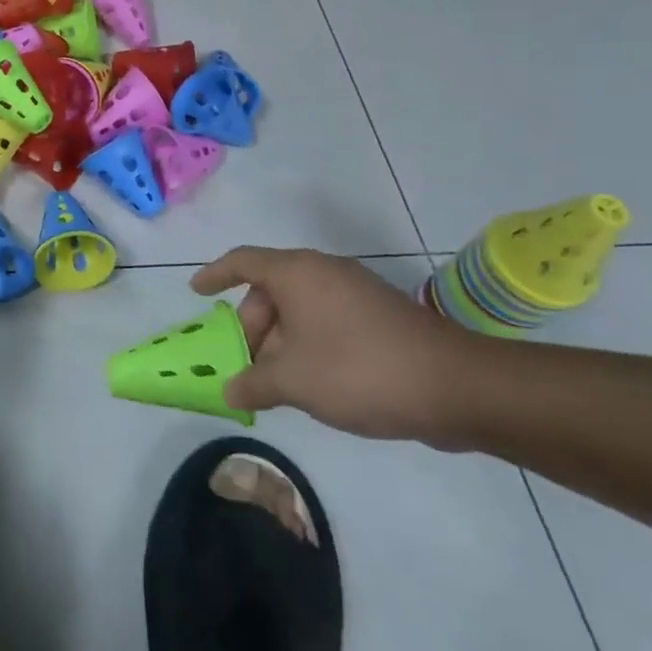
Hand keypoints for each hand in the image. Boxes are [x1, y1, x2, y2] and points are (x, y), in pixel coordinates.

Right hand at [190, 246, 473, 441]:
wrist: (455, 387)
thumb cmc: (359, 370)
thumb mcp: (294, 381)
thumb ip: (253, 382)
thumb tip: (230, 389)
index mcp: (297, 273)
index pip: (242, 261)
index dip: (215, 274)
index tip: (195, 292)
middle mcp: (324, 273)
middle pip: (270, 290)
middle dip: (251, 327)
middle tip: (244, 365)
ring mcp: (355, 293)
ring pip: (300, 309)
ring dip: (280, 342)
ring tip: (275, 383)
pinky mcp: (378, 316)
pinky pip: (326, 321)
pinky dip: (308, 344)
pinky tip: (311, 383)